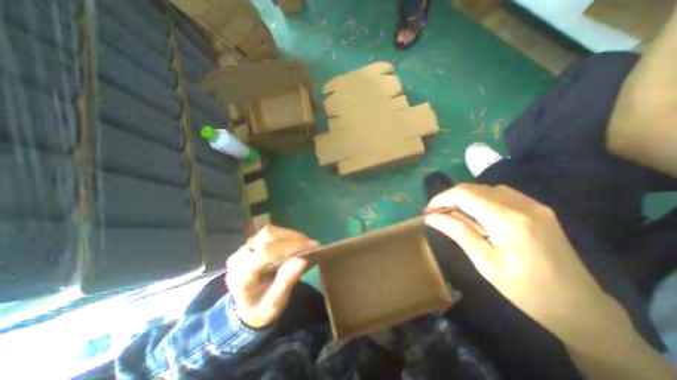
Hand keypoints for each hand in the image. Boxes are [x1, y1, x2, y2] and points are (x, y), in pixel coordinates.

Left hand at [222, 225, 317, 328]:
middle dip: (293, 238)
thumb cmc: (262, 309)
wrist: (247, 308)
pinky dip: (286, 236)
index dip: (290, 246)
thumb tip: (304, 259)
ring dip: (291, 235)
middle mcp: (238, 258)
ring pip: (269, 231)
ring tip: (305, 244)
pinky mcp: (249, 244)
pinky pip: (270, 233)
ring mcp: (242, 249)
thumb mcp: (276, 303)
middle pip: (268, 236)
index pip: (266, 252)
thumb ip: (287, 281)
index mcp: (241, 276)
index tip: (312, 246)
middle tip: (312, 244)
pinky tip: (295, 243)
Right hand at [427, 184, 614, 337]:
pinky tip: (477, 214)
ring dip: (465, 198)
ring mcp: (534, 205)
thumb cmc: (526, 290)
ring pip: (486, 189)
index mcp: (508, 220)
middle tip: (437, 214)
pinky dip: (481, 199)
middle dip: (450, 198)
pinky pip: (501, 194)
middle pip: (474, 188)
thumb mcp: (484, 262)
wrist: (579, 306)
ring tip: (454, 214)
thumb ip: (458, 233)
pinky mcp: (538, 209)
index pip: (465, 194)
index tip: (427, 211)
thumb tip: (431, 218)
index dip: (441, 198)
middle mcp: (522, 205)